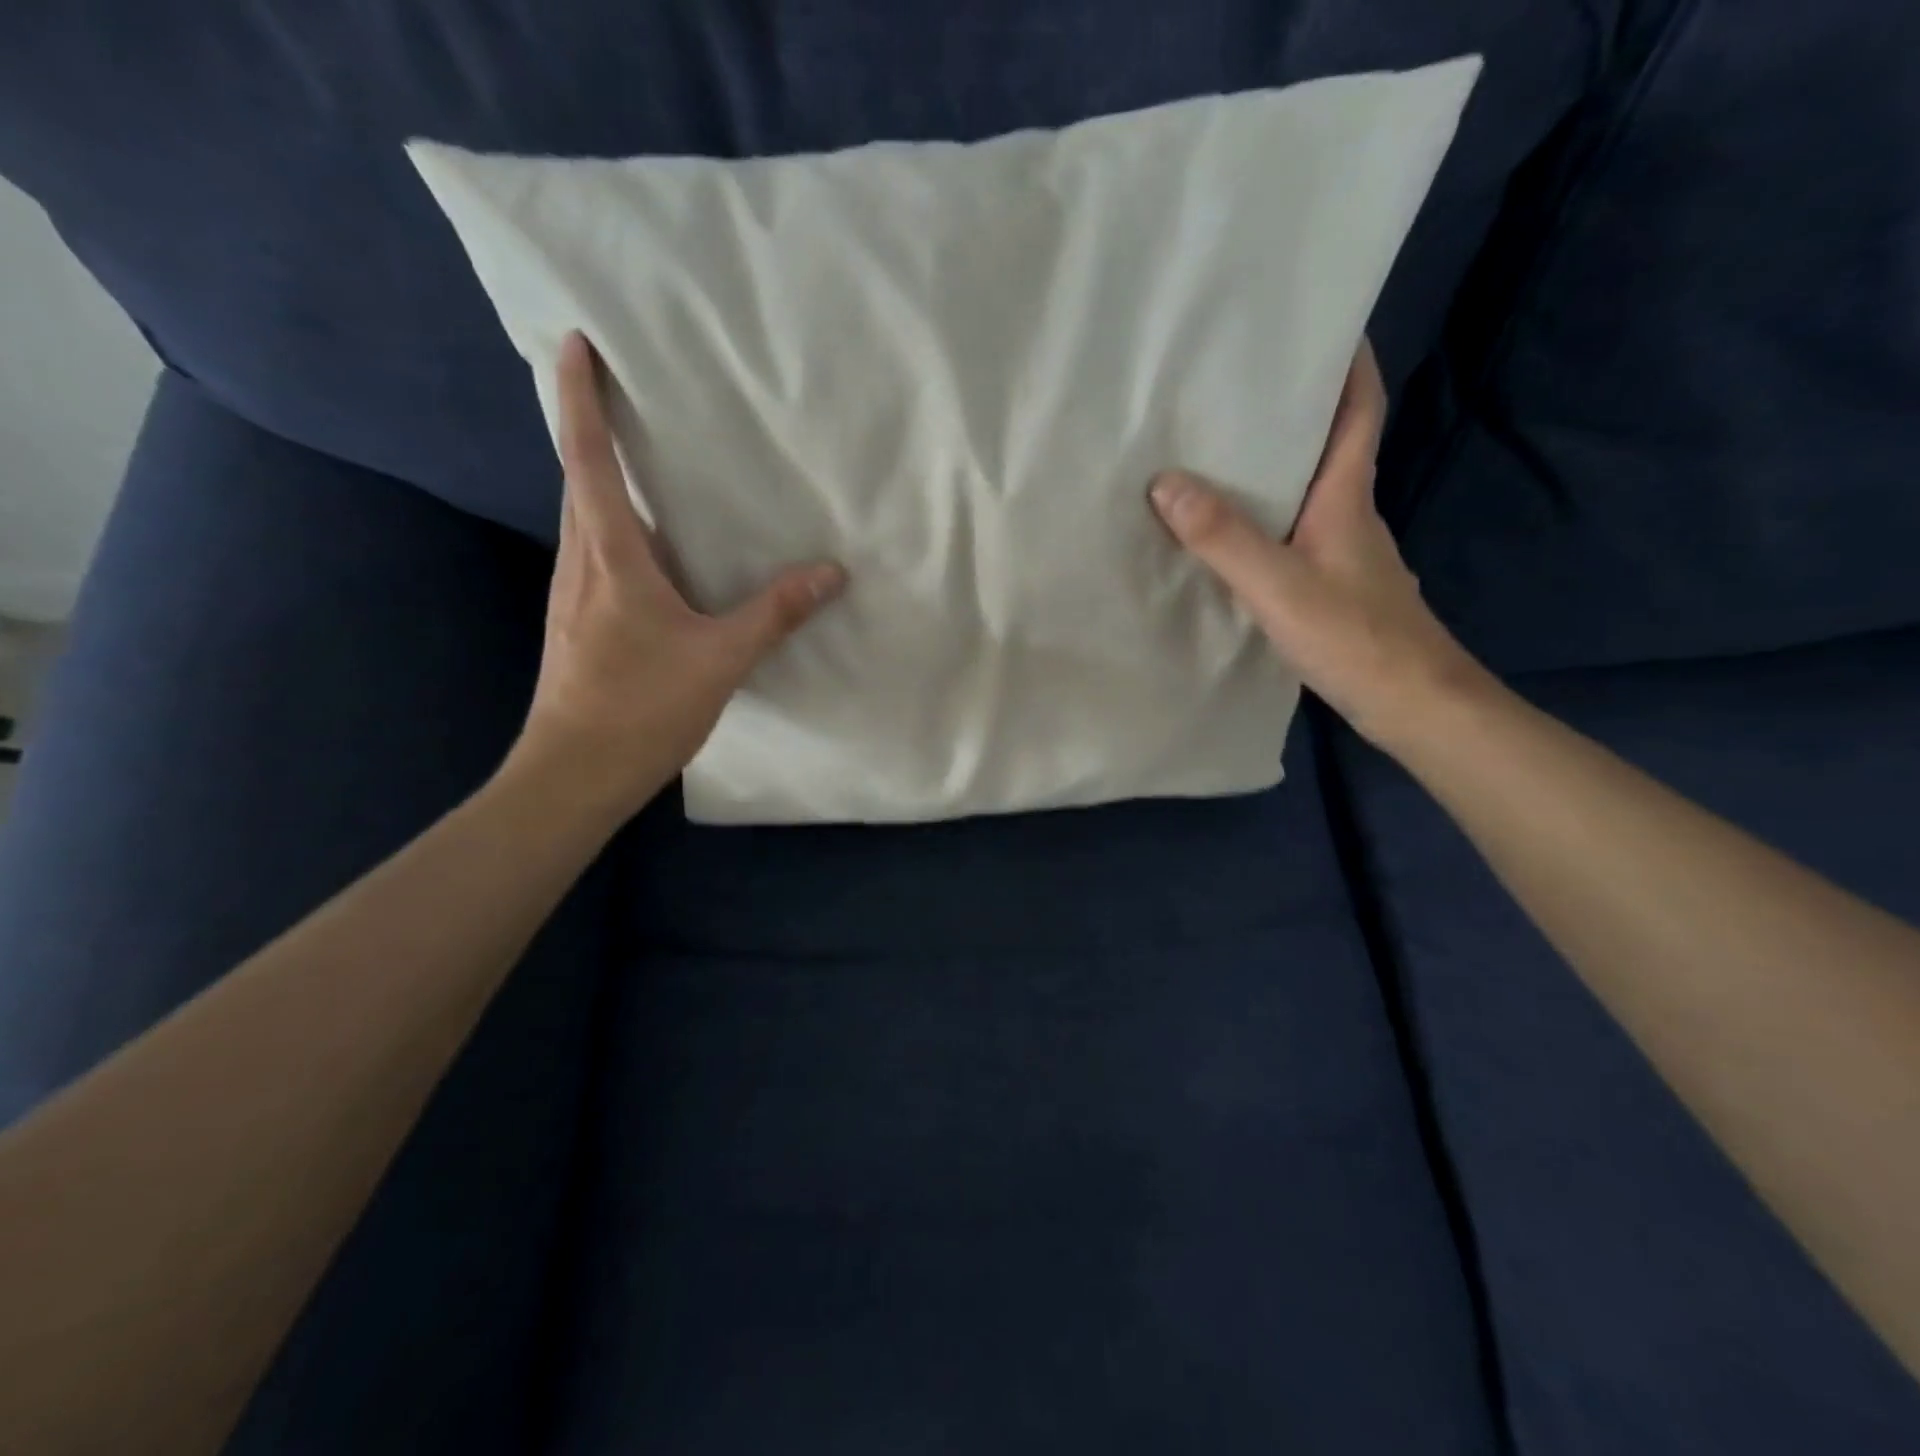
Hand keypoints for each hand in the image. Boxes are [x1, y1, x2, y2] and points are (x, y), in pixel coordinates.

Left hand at [510, 332, 845, 818]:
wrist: (575, 773)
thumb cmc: (641, 706)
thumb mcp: (721, 658)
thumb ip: (775, 613)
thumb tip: (831, 573)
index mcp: (609, 554)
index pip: (587, 457)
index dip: (580, 398)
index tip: (576, 343)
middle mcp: (581, 561)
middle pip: (580, 478)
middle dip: (594, 429)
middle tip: (629, 395)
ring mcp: (573, 594)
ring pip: (588, 519)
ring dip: (606, 481)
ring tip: (650, 464)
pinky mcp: (580, 622)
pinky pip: (599, 555)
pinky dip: (620, 530)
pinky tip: (658, 551)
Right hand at [1149, 338, 1492, 751]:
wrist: (1413, 704)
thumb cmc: (1355, 637)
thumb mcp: (1279, 585)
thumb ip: (1223, 537)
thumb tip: (1165, 483)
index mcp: (1347, 497)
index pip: (1358, 411)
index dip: (1348, 365)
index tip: (1322, 327)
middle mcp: (1349, 515)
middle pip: (1327, 447)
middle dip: (1290, 414)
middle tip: (1232, 393)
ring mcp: (1343, 554)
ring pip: (1307, 495)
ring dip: (1271, 472)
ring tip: (1213, 459)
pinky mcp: (1333, 587)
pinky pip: (1294, 535)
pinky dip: (1265, 522)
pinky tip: (1230, 538)